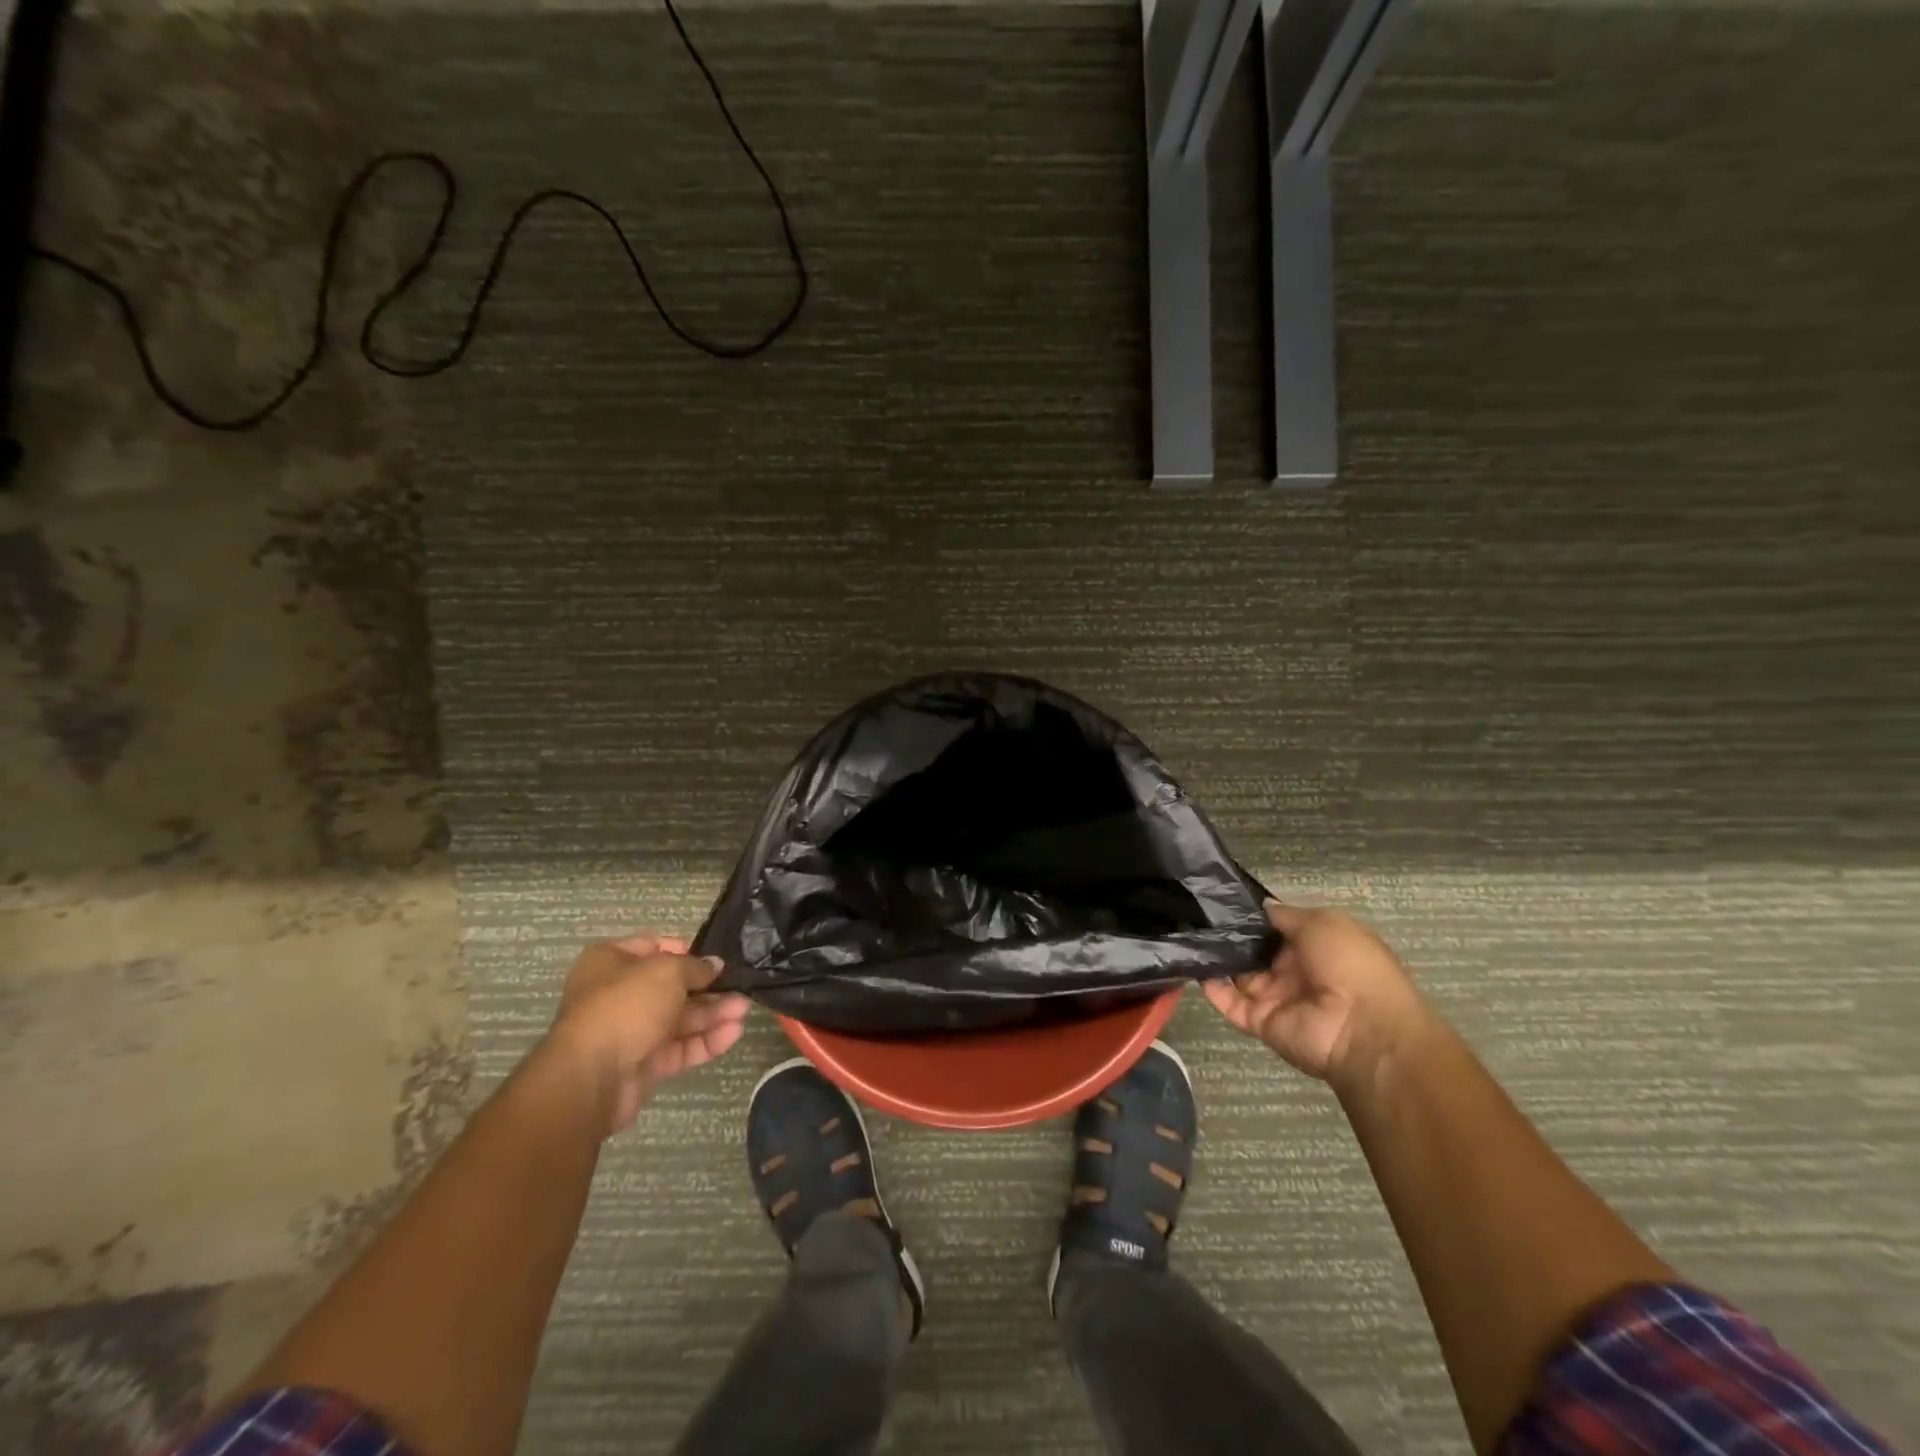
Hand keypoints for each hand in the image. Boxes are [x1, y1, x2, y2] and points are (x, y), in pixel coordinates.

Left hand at [545, 935, 750, 1136]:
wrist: (592, 1078)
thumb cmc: (626, 1006)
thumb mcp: (667, 971)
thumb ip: (695, 967)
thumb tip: (714, 966)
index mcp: (611, 962)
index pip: (653, 947)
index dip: (685, 950)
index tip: (712, 958)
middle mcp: (618, 994)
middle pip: (671, 986)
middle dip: (708, 988)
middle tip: (739, 988)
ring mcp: (631, 1031)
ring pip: (679, 1018)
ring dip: (712, 1014)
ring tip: (743, 1011)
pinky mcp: (643, 1064)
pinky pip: (679, 1048)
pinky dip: (705, 1041)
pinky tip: (732, 1034)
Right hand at [1204, 901, 1429, 1087]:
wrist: (1363, 1029)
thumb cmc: (1350, 964)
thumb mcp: (1323, 922)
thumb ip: (1285, 915)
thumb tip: (1259, 907)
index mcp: (1316, 947)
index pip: (1276, 928)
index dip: (1252, 916)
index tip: (1221, 900)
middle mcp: (1294, 971)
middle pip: (1254, 951)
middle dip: (1229, 935)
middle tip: (1196, 914)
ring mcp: (1276, 998)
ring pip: (1238, 975)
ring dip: (1216, 958)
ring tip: (1188, 934)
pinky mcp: (1260, 1022)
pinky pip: (1230, 1003)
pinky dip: (1210, 987)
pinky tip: (1192, 965)